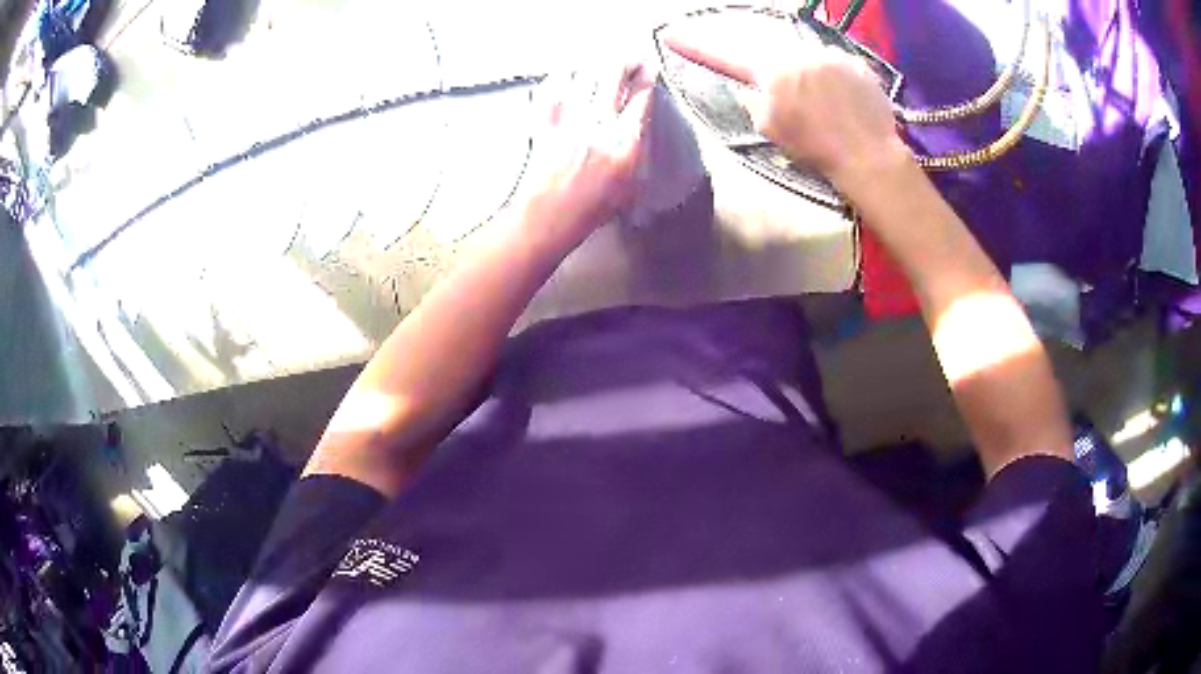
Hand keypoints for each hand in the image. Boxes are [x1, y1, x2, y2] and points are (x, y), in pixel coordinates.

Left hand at [515, 62, 655, 252]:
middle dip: (625, 60)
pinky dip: (562, 75)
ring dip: (596, 62)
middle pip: (614, 75)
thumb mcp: (631, 186)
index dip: (648, 77)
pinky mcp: (544, 121)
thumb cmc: (590, 209)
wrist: (546, 218)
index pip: (642, 96)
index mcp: (625, 144)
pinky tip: (569, 71)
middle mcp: (598, 126)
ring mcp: (568, 121)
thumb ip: (638, 150)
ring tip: (602, 61)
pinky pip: (553, 87)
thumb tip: (639, 121)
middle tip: (629, 59)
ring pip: (584, 74)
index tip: (649, 69)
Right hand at [664, 18, 908, 191]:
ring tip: (818, 102)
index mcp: (771, 69)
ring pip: (804, 54)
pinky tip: (839, 99)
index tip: (670, 34)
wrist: (869, 155)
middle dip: (768, 66)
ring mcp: (830, 53)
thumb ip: (755, 99)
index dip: (694, 45)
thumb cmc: (815, 147)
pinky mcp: (856, 62)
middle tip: (782, 93)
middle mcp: (798, 52)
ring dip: (802, 71)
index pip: (724, 54)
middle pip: (770, 49)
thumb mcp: (771, 129)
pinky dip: (830, 76)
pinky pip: (833, 62)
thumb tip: (755, 86)